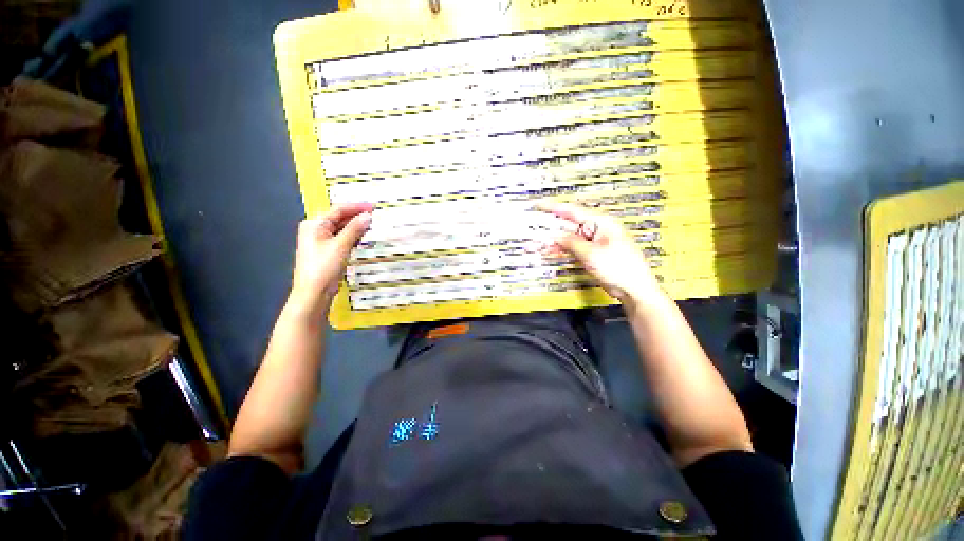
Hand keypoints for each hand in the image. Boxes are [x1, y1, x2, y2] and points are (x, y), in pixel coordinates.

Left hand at [289, 203, 373, 315]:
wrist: (313, 293)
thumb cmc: (323, 268)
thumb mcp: (340, 246)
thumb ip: (354, 229)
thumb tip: (367, 216)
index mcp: (314, 224)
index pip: (338, 210)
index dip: (357, 207)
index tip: (373, 206)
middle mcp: (316, 229)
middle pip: (339, 218)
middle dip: (357, 216)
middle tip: (375, 215)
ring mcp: (321, 241)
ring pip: (342, 228)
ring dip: (356, 227)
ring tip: (373, 225)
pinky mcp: (328, 251)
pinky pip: (342, 238)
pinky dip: (353, 236)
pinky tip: (364, 237)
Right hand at [537, 201, 661, 306]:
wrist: (633, 289)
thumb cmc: (621, 268)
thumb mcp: (591, 253)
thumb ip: (571, 243)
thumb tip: (556, 236)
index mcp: (601, 222)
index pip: (572, 210)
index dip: (553, 207)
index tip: (539, 205)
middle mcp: (598, 229)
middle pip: (569, 225)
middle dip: (551, 229)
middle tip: (535, 231)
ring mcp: (595, 242)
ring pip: (570, 238)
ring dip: (555, 242)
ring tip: (540, 245)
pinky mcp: (594, 253)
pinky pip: (574, 248)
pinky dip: (564, 250)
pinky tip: (552, 252)